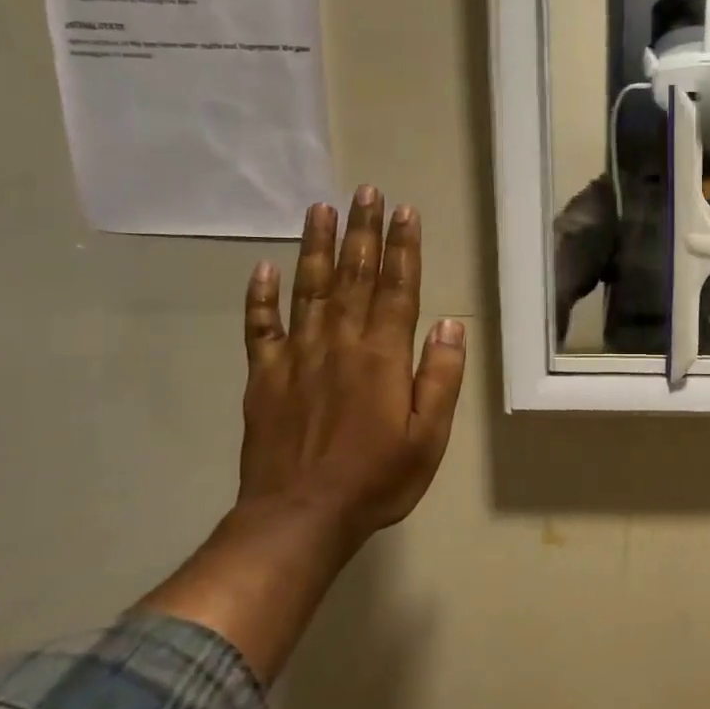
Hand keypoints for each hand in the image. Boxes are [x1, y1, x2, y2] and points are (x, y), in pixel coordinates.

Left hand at [236, 187, 465, 551]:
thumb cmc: (377, 479)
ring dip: (316, 247)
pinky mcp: (263, 378)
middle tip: (365, 191)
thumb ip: (440, 376)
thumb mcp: (429, 435)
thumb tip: (449, 324)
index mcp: (382, 356)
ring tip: (321, 209)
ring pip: (308, 290)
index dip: (403, 248)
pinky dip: (260, 297)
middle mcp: (339, 344)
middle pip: (353, 276)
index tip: (404, 211)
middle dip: (362, 231)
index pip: (397, 288)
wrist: (299, 517)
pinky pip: (260, 329)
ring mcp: (296, 358)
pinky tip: (264, 269)